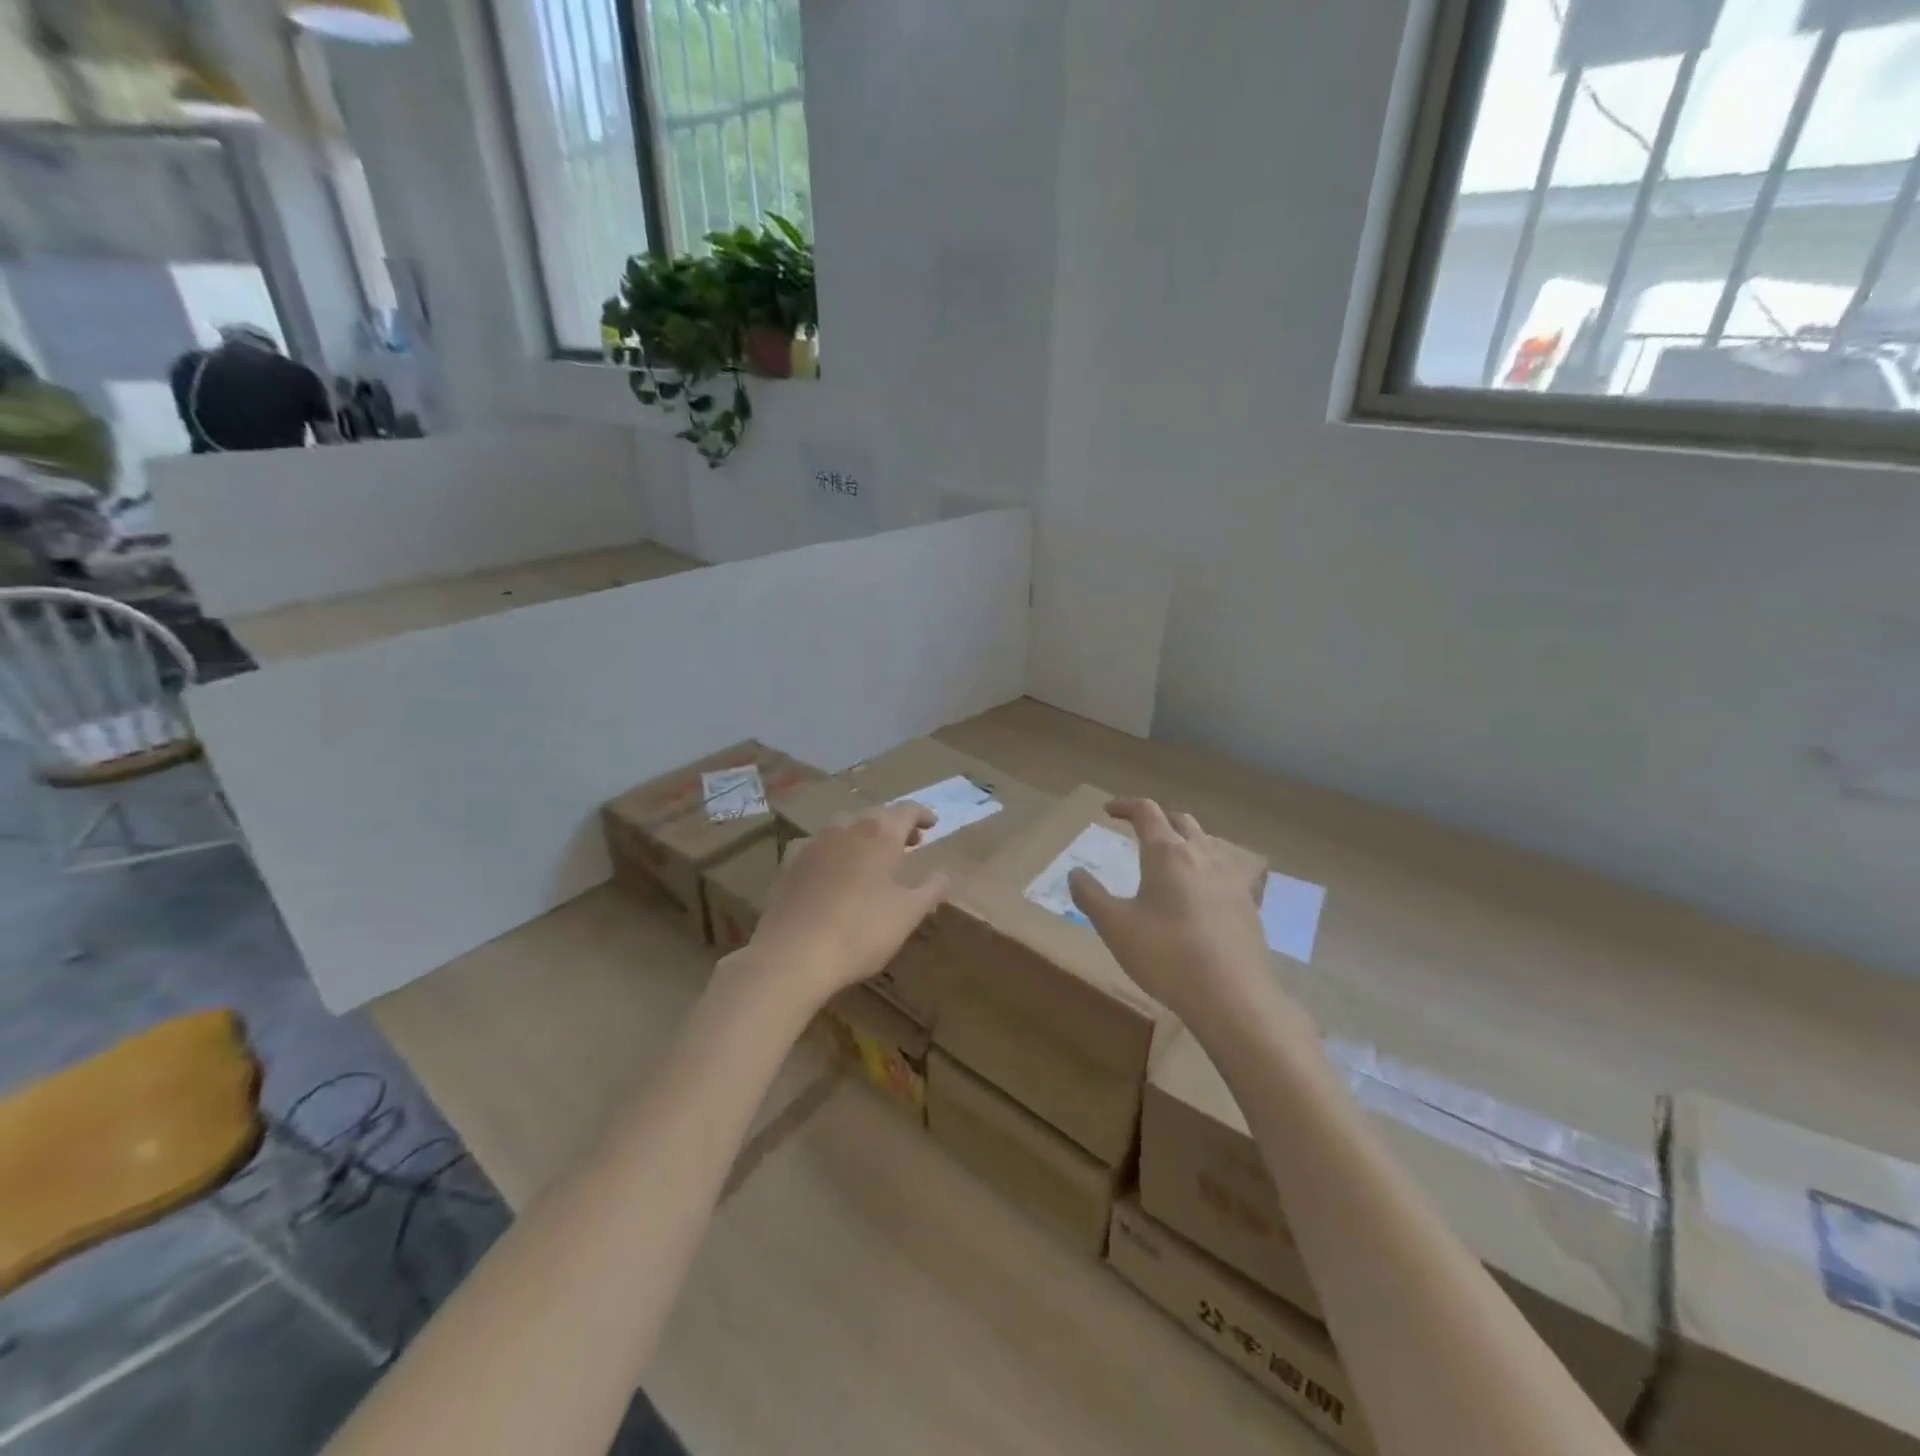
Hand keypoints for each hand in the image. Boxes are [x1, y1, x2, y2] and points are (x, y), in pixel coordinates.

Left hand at [731, 803, 950, 1010]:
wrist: (793, 954)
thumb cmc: (861, 931)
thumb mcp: (908, 914)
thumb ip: (930, 890)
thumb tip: (944, 875)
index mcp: (880, 834)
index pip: (906, 811)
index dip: (922, 814)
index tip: (932, 824)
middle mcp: (846, 829)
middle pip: (875, 816)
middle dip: (894, 826)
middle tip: (910, 842)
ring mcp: (813, 844)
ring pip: (844, 828)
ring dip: (863, 836)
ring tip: (873, 857)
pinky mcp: (788, 864)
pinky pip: (817, 847)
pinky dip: (833, 852)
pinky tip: (832, 869)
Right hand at [1068, 798, 1278, 1038]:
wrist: (1232, 996)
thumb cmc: (1166, 955)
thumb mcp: (1115, 927)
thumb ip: (1090, 896)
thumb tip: (1075, 873)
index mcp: (1166, 853)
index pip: (1146, 811)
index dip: (1125, 806)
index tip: (1108, 811)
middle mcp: (1201, 854)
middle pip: (1180, 821)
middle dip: (1158, 820)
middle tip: (1140, 832)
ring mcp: (1230, 878)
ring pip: (1207, 842)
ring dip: (1186, 839)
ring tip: (1171, 858)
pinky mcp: (1248, 903)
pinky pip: (1228, 870)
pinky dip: (1210, 867)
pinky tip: (1207, 889)